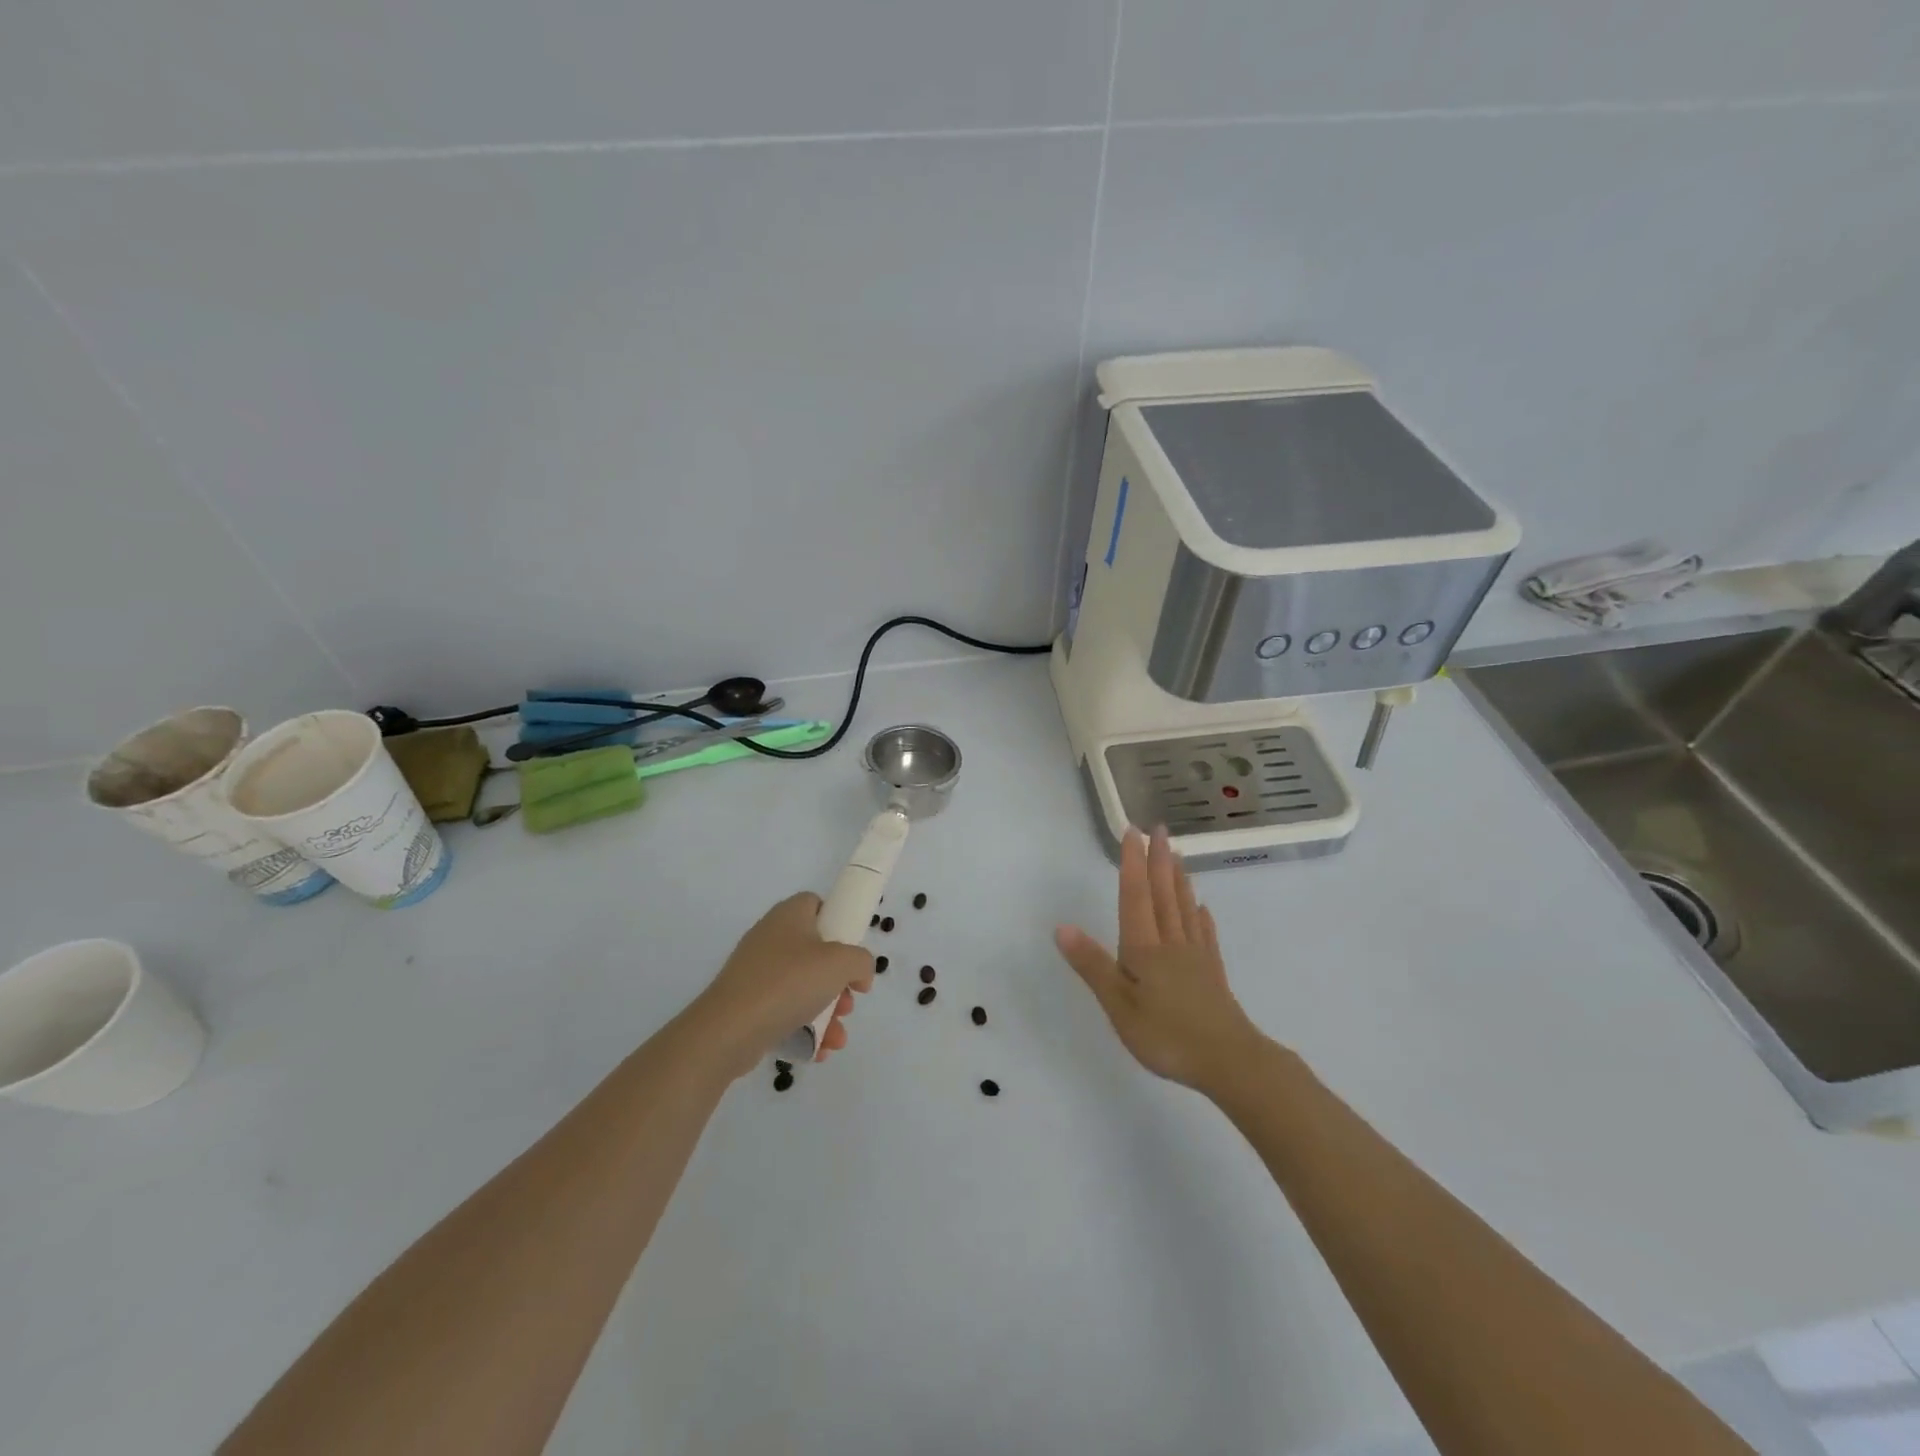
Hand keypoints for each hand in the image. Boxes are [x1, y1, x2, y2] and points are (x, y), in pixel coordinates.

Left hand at [693, 893, 874, 1076]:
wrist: (728, 1030)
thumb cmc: (788, 983)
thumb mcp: (840, 963)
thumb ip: (861, 961)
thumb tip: (859, 974)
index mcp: (789, 916)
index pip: (817, 904)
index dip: (839, 922)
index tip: (853, 950)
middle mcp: (771, 938)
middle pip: (816, 951)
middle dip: (839, 981)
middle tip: (849, 1001)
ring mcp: (756, 972)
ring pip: (803, 986)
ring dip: (827, 1011)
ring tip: (836, 1036)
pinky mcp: (747, 1003)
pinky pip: (785, 1010)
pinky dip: (804, 1027)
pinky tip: (818, 1051)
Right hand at [1054, 826, 1266, 1092]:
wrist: (1230, 1061)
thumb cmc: (1167, 1035)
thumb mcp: (1119, 1006)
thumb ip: (1092, 966)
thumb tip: (1062, 927)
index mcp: (1144, 947)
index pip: (1136, 895)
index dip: (1133, 863)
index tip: (1133, 831)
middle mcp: (1171, 942)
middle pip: (1163, 893)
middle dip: (1158, 859)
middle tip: (1159, 828)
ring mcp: (1195, 956)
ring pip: (1184, 907)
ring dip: (1178, 878)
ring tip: (1177, 854)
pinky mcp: (1212, 973)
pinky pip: (1204, 934)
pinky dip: (1200, 916)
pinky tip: (1201, 908)